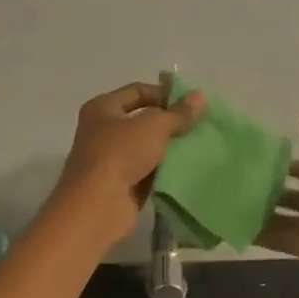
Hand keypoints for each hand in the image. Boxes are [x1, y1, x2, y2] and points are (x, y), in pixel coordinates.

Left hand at [50, 80, 205, 248]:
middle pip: (141, 120)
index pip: (137, 91)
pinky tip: (187, 170)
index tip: (192, 103)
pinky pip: (147, 173)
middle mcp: (102, 131)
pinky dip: (164, 171)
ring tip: (198, 146)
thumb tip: (200, 95)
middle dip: (169, 123)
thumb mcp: (154, 126)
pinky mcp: (120, 186)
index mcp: (102, 108)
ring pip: (146, 148)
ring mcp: (110, 161)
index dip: (164, 94)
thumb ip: (178, 112)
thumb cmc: (120, 154)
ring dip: (168, 148)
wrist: (97, 206)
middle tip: (199, 125)